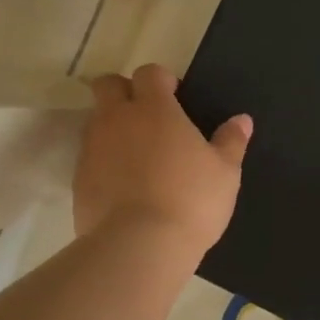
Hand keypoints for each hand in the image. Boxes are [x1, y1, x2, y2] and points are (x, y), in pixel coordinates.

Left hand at [75, 63, 249, 255]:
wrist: (138, 247)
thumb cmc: (191, 201)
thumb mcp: (225, 173)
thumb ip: (231, 142)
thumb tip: (242, 120)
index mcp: (154, 109)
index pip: (149, 72)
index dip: (161, 80)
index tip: (175, 98)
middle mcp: (117, 119)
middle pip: (108, 85)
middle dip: (124, 91)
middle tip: (148, 118)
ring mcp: (93, 148)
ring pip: (96, 121)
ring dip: (113, 127)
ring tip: (138, 156)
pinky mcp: (78, 179)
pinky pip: (89, 157)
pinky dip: (104, 161)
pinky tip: (124, 186)